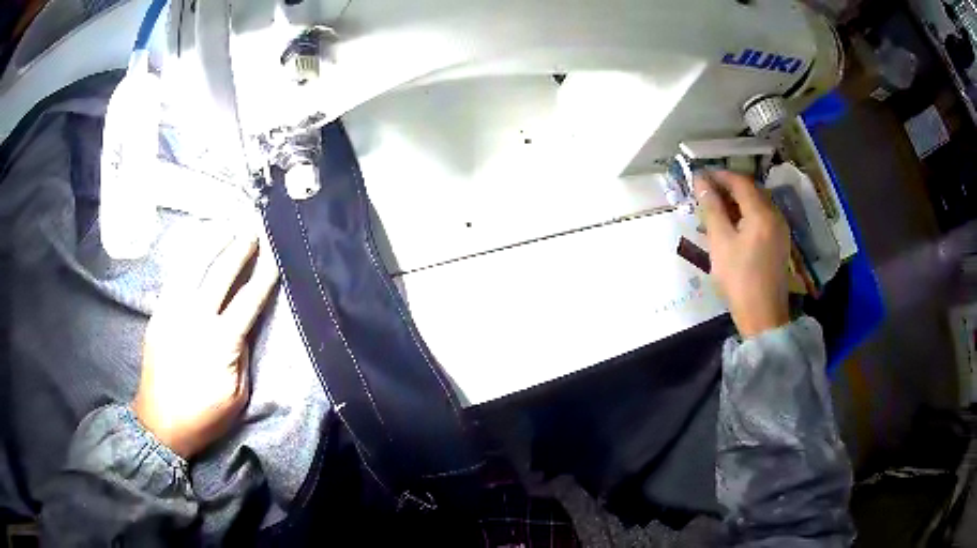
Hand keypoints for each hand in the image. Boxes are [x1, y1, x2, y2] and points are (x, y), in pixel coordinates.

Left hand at [134, 232, 279, 458]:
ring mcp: (172, 312)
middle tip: (253, 231)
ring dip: (212, 244)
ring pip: (193, 267)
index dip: (264, 276)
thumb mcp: (238, 397)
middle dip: (240, 249)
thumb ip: (243, 357)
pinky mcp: (158, 314)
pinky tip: (196, 249)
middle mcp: (196, 318)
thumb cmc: (204, 417)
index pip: (248, 300)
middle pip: (221, 274)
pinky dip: (187, 259)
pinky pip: (173, 278)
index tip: (275, 256)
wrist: (160, 424)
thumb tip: (242, 329)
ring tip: (226, 228)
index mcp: (221, 342)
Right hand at [695, 171, 790, 337]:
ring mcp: (780, 230)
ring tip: (716, 211)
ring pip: (757, 204)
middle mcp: (775, 215)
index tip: (700, 177)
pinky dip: (746, 215)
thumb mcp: (720, 242)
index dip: (719, 175)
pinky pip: (762, 218)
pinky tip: (733, 227)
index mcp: (762, 213)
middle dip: (728, 187)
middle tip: (706, 194)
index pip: (740, 181)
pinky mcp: (780, 243)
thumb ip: (711, 208)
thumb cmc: (739, 278)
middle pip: (751, 190)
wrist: (763, 316)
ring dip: (737, 202)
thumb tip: (701, 181)